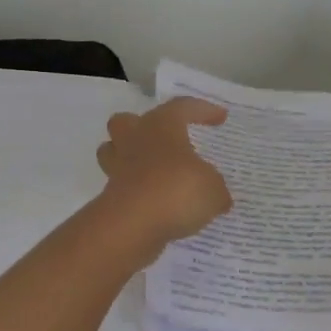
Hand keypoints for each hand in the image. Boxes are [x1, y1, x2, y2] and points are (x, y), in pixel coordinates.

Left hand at [95, 98, 231, 247]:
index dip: (202, 110)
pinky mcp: (110, 194)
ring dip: (130, 157)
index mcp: (161, 125)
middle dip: (141, 127)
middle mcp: (134, 139)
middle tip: (164, 140)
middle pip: (127, 121)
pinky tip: (156, 203)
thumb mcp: (212, 189)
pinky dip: (136, 190)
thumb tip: (217, 196)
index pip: (182, 107)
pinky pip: (122, 185)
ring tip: (153, 171)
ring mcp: (117, 166)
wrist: (133, 224)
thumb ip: (215, 188)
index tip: (220, 118)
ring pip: (114, 151)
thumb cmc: (176, 190)